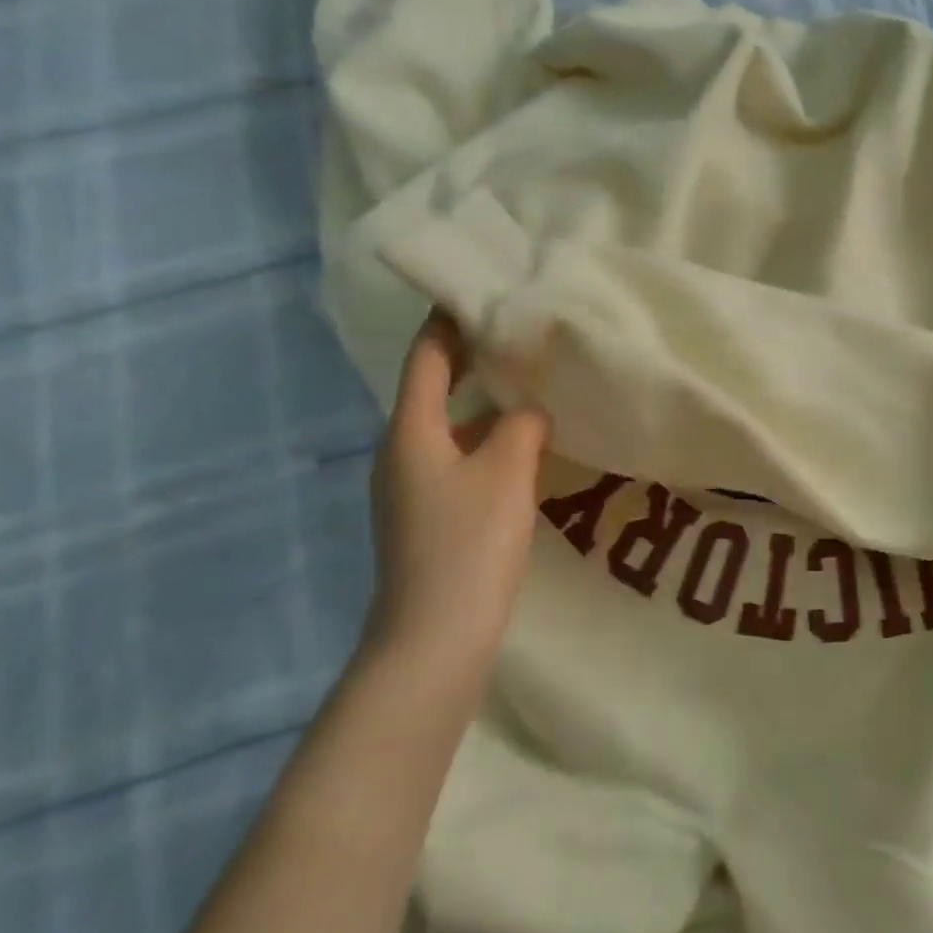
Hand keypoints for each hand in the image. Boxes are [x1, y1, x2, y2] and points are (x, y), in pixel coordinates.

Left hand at [366, 312, 550, 673]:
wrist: (433, 641)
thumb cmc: (467, 546)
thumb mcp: (506, 473)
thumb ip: (522, 426)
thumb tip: (529, 411)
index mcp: (410, 431)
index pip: (426, 357)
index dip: (449, 320)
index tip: (479, 291)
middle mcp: (401, 452)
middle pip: (434, 389)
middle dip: (472, 360)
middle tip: (518, 336)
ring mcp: (411, 489)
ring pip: (450, 429)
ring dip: (485, 405)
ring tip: (531, 386)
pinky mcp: (428, 519)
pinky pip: (459, 461)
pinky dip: (487, 443)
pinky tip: (524, 450)